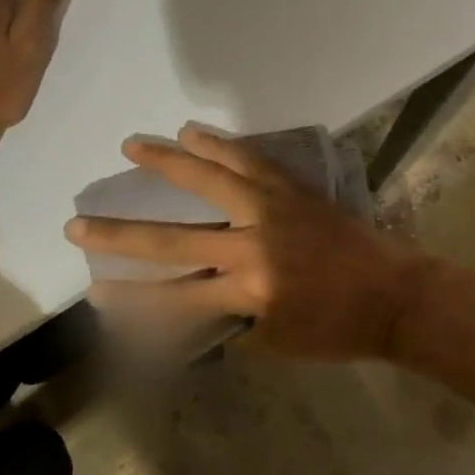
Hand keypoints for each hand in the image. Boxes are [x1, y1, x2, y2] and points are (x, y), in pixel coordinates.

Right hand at [64, 123, 428, 361]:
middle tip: (78, 224)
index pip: (174, 296)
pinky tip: (195, 132)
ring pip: (209, 178)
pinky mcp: (292, 188)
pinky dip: (220, 144)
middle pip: (174, 238)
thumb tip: (191, 304)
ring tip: (132, 144)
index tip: (93, 291)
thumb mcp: (277, 342)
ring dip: (167, 161)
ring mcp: (272, 208)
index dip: (131, 299)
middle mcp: (252, 244)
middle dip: (121, 235)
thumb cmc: (338, 329)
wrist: (395, 294)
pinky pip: (249, 160)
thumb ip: (229, 323)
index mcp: (249, 290)